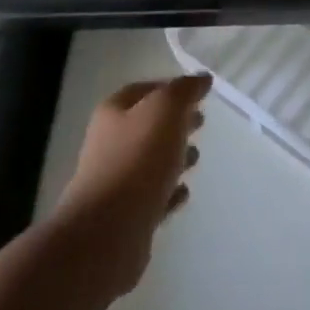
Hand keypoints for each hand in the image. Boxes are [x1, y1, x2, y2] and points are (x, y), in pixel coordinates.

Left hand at [53, 74, 209, 297]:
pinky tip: (183, 193)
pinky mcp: (125, 216)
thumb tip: (202, 78)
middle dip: (175, 123)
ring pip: (151, 161)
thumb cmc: (138, 159)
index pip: (145, 90)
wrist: (108, 232)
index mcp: (114, 112)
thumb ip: (185, 90)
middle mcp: (110, 143)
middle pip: (148, 125)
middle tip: (201, 122)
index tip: (200, 94)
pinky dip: (169, 191)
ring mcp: (116, 181)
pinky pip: (153, 196)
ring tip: (195, 158)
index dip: (172, 88)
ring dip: (174, 157)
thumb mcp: (166, 110)